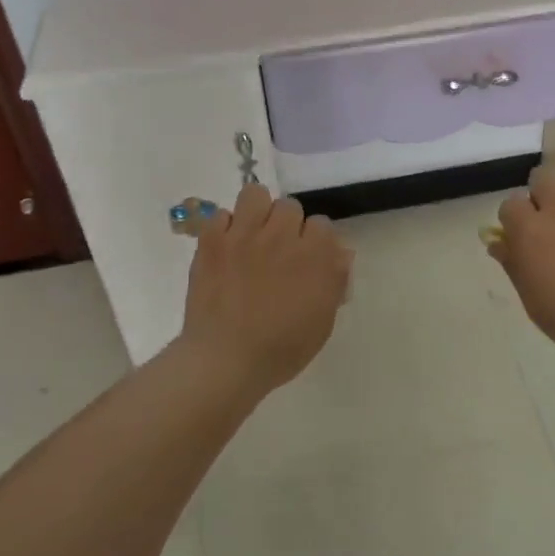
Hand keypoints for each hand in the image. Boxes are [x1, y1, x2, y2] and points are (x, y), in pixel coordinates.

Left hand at [181, 184, 352, 392]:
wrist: (226, 360)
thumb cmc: (281, 350)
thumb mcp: (322, 322)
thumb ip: (334, 281)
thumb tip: (341, 253)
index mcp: (315, 255)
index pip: (323, 224)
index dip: (315, 241)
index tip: (307, 259)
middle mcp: (282, 236)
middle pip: (290, 206)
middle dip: (287, 224)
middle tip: (278, 250)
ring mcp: (244, 235)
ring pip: (255, 195)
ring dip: (256, 212)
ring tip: (251, 234)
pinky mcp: (212, 241)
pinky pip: (220, 214)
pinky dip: (223, 228)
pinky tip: (224, 248)